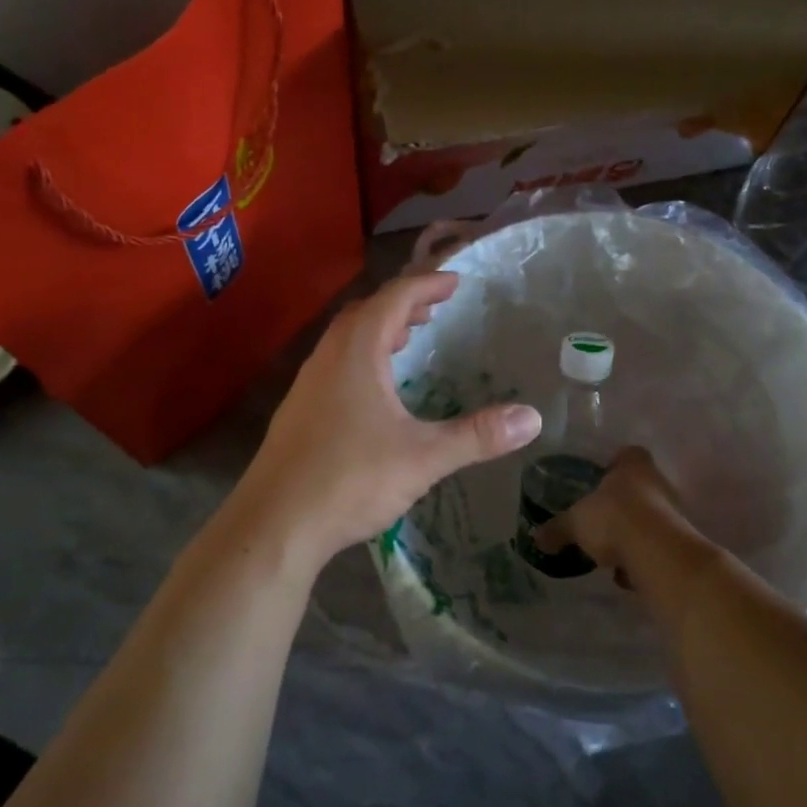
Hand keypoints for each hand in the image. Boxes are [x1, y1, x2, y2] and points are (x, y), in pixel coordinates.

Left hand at [238, 271, 541, 564]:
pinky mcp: (297, 414)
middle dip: (401, 305)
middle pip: (365, 313)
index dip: (426, 285)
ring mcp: (306, 386)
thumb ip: (477, 436)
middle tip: (434, 311)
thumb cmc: (350, 479)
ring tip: (408, 342)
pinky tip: (375, 393)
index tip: (455, 282)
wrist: (275, 524)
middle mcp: (327, 359)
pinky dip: (361, 361)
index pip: (393, 299)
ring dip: (378, 332)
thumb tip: (532, 418)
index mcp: (356, 353)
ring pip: (345, 341)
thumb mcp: (423, 457)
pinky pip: (334, 367)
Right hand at [535, 446, 698, 587]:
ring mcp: (673, 514)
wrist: (657, 554)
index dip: (614, 465)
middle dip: (620, 504)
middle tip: (598, 520)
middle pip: (639, 488)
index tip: (600, 479)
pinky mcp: (679, 543)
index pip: (627, 454)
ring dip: (632, 534)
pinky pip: (656, 548)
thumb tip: (536, 537)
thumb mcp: (575, 523)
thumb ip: (557, 529)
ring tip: (610, 552)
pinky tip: (626, 574)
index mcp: (633, 466)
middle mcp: (658, 484)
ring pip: (648, 519)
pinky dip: (642, 560)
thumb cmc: (613, 518)